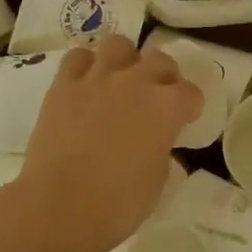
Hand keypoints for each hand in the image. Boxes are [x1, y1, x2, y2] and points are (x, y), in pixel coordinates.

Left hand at [4, 35, 203, 251]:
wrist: (60, 207)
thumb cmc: (118, 204)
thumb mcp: (157, 182)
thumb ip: (162, 151)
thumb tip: (157, 144)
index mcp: (167, 107)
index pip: (190, 93)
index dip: (190, 106)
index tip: (185, 119)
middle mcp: (136, 82)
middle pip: (159, 59)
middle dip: (163, 75)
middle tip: (155, 96)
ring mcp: (98, 78)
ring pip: (118, 44)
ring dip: (124, 59)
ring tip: (119, 78)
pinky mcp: (64, 85)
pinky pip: (77, 58)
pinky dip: (84, 66)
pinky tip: (85, 83)